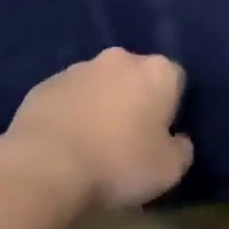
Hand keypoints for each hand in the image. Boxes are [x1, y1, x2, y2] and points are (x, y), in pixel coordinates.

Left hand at [0, 49, 194, 216]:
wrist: (46, 166)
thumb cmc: (118, 164)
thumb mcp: (169, 170)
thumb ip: (182, 149)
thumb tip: (178, 140)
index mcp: (157, 72)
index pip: (176, 80)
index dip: (170, 108)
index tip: (160, 136)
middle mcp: (121, 59)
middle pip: (136, 76)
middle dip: (135, 99)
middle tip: (128, 139)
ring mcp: (80, 67)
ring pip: (100, 84)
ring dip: (101, 104)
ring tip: (92, 144)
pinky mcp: (46, 83)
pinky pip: (68, 96)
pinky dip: (71, 112)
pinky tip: (64, 144)